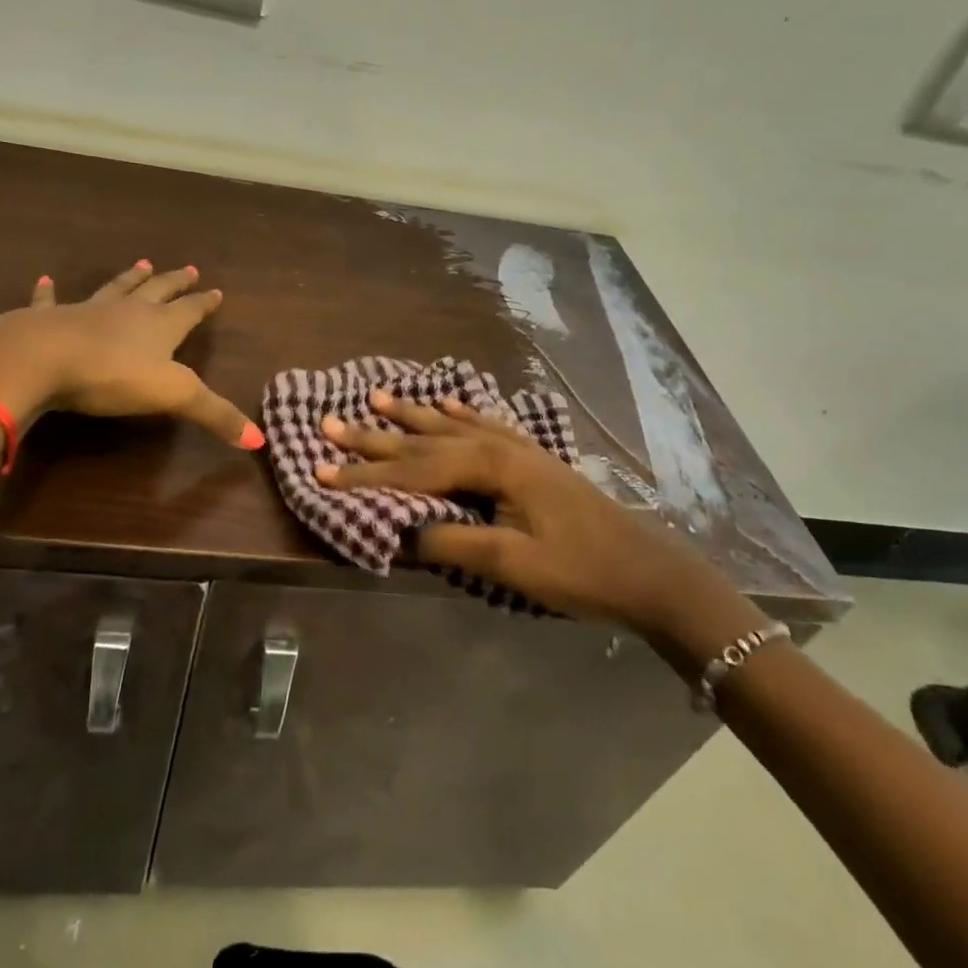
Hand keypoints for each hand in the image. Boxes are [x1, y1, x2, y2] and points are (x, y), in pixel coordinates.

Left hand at [0, 262, 260, 448]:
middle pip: (157, 291)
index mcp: (159, 326)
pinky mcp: (48, 319)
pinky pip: (50, 301)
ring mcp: (87, 311)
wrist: (41, 358)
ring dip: (130, 278)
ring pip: (115, 289)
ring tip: (142, 263)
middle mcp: (127, 311)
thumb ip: (215, 415)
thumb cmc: (112, 375)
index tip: (216, 291)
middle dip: (174, 282)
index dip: (204, 303)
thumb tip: (260, 441)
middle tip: (188, 268)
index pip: (189, 311)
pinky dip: (48, 292)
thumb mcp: (173, 396)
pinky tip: (45, 281)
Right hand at [316, 391, 763, 659]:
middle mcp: (497, 445)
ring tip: (376, 397)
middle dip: (375, 437)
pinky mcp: (530, 457)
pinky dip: (458, 413)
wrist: (646, 570)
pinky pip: (483, 424)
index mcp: (489, 466)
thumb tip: (399, 531)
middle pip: (424, 440)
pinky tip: (446, 402)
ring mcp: (516, 447)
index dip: (365, 476)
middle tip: (330, 422)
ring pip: (449, 425)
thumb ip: (451, 543)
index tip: (321, 472)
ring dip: (410, 415)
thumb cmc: (579, 569)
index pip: (413, 470)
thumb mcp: (511, 564)